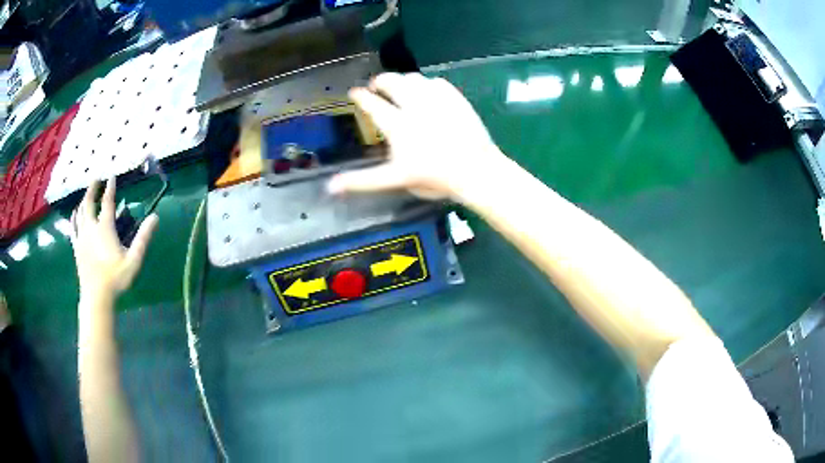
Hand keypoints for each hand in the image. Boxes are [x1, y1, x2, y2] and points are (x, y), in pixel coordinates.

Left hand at [70, 179, 157, 298]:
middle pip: (89, 202)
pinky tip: (75, 213)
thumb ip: (143, 238)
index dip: (110, 187)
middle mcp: (91, 227)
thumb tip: (155, 217)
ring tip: (87, 194)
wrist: (96, 296)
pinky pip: (73, 227)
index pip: (107, 202)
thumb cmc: (115, 278)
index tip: (112, 176)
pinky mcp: (76, 246)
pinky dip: (74, 217)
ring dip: (84, 200)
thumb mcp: (133, 260)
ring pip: (80, 212)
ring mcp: (82, 237)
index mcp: (104, 228)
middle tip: (96, 178)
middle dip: (92, 188)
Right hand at [328, 73, 504, 200]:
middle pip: (392, 82)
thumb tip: (330, 188)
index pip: (373, 105)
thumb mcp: (396, 180)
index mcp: (398, 125)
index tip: (355, 92)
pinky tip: (428, 90)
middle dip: (381, 81)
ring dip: (403, 80)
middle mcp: (414, 106)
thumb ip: (363, 181)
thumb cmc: (435, 177)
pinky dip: (427, 84)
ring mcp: (436, 100)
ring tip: (400, 86)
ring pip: (414, 78)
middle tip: (376, 85)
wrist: (477, 170)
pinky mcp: (455, 98)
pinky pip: (437, 82)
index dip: (361, 97)